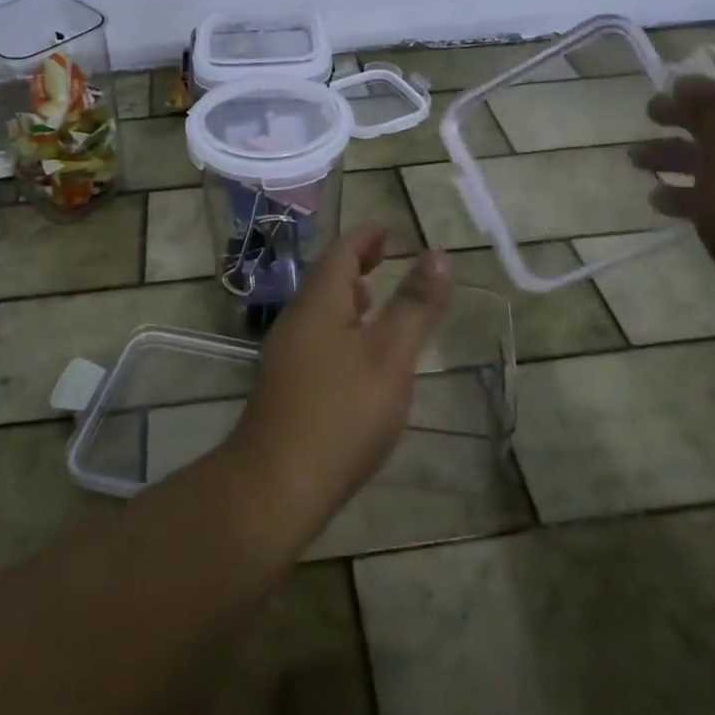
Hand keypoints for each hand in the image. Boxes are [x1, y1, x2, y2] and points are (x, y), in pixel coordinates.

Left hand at [223, 226, 452, 542]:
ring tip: (376, 300)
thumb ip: (415, 306)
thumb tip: (438, 254)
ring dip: (348, 297)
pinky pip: (317, 339)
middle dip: (357, 264)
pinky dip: (342, 329)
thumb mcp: (390, 356)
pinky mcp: (286, 386)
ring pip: (321, 311)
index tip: (391, 230)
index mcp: (318, 303)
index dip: (367, 236)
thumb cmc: (340, 413)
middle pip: (327, 278)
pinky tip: (358, 358)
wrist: (276, 485)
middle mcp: (296, 320)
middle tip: (387, 257)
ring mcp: (286, 355)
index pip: (342, 252)